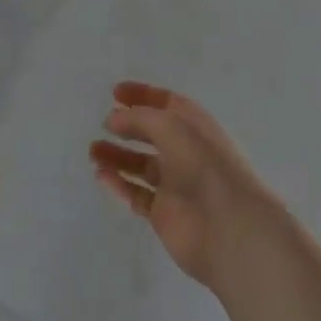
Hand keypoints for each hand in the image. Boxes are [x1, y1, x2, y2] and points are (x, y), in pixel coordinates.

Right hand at [89, 80, 279, 291]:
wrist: (228, 228)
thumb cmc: (203, 165)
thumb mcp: (170, 126)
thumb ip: (139, 118)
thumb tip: (112, 118)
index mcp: (194, 125)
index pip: (166, 102)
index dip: (142, 95)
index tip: (114, 93)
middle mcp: (184, 151)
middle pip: (151, 133)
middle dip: (127, 126)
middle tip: (102, 123)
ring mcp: (174, 183)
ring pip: (141, 164)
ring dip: (117, 156)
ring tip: (93, 150)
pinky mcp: (164, 213)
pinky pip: (136, 194)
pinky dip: (119, 184)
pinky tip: (100, 175)